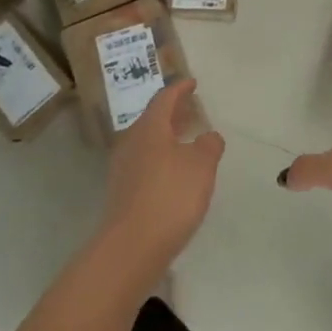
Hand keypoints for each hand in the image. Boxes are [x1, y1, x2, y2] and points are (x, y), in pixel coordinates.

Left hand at [97, 80, 224, 275]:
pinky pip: (144, 163)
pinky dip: (161, 158)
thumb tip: (208, 136)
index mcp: (149, 128)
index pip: (164, 98)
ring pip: (147, 142)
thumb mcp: (202, 166)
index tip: (192, 82)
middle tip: (191, 109)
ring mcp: (123, 168)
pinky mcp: (122, 193)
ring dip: (166, 136)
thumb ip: (209, 145)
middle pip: (152, 119)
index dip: (180, 88)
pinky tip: (175, 172)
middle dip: (172, 113)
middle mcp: (131, 142)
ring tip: (187, 140)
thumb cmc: (170, 196)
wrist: (131, 248)